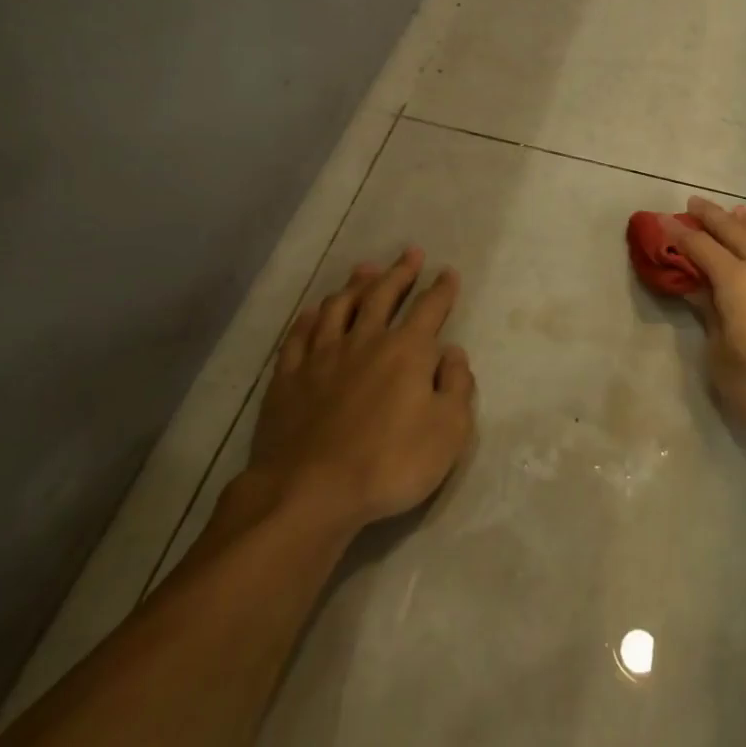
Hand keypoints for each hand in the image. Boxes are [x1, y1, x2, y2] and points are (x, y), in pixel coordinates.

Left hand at [243, 248, 475, 534]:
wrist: (310, 493)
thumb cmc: (390, 463)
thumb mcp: (448, 431)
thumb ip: (456, 386)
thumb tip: (452, 353)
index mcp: (406, 351)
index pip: (429, 308)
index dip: (441, 289)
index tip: (447, 272)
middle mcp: (364, 341)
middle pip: (383, 296)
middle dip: (400, 272)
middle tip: (410, 253)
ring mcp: (322, 357)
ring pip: (339, 307)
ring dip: (355, 285)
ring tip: (365, 269)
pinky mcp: (289, 378)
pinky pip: (300, 335)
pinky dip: (311, 318)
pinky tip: (315, 311)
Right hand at [666, 198, 745, 440]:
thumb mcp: (721, 358)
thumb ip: (711, 319)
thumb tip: (702, 293)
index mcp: (737, 282)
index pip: (701, 248)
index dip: (680, 234)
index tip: (662, 220)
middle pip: (734, 232)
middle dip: (712, 216)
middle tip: (694, 202)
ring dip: (744, 223)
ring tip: (734, 211)